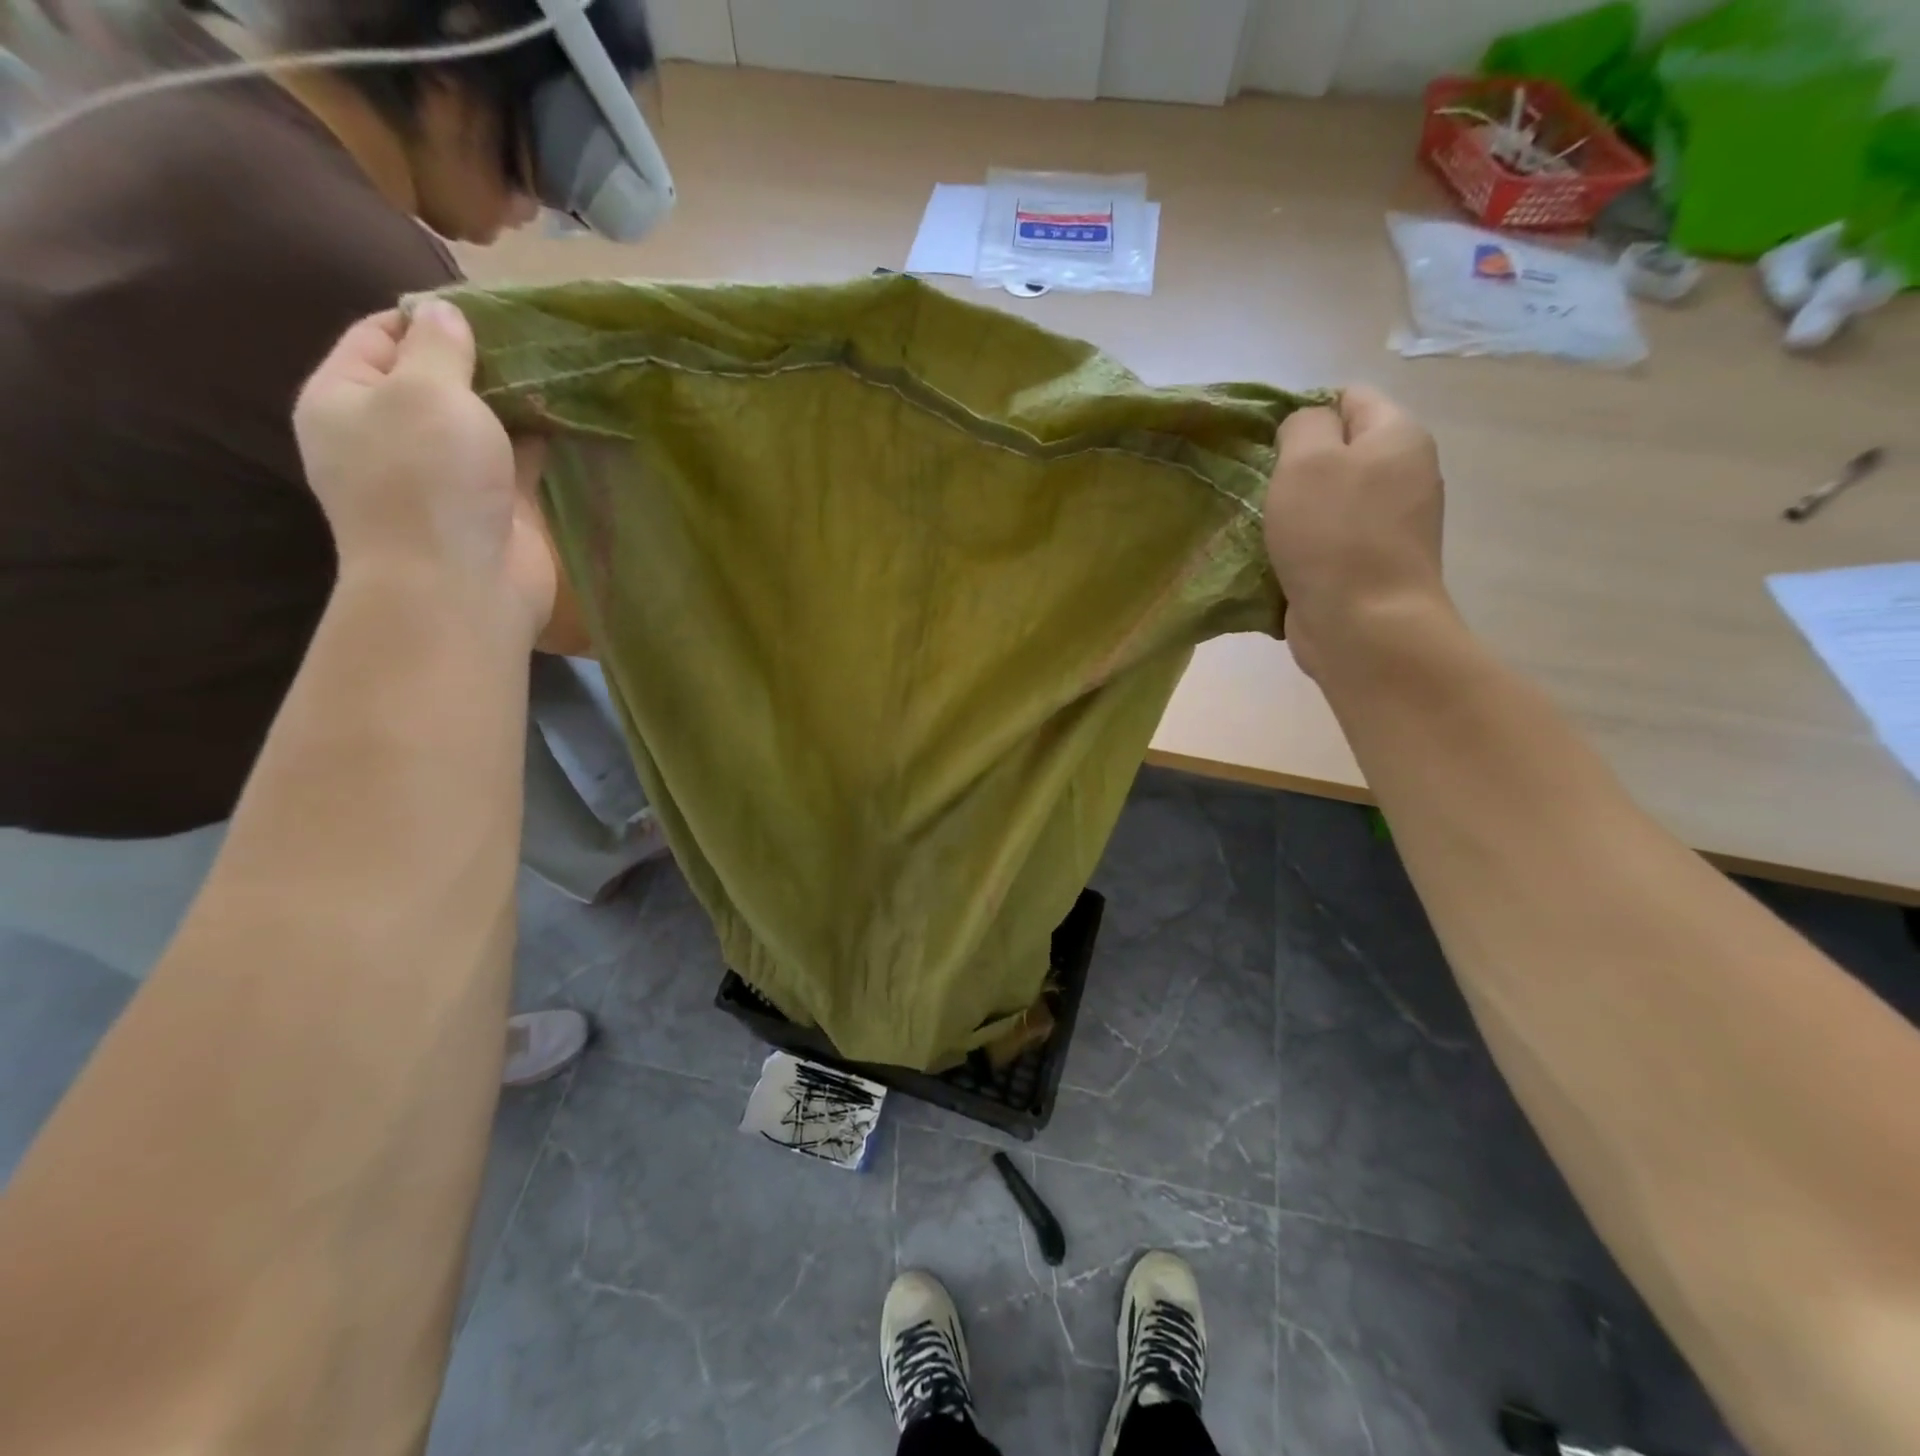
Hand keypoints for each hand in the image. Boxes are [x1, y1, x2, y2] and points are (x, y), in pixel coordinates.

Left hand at [292, 301, 555, 633]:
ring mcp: (446, 474)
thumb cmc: (427, 480)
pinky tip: (571, 415)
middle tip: (534, 337)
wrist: (459, 586)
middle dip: (482, 359)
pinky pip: (518, 458)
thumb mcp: (425, 392)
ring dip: (516, 399)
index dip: (428, 317)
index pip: (378, 336)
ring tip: (560, 368)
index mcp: (346, 398)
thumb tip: (444, 315)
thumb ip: (438, 347)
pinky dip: (540, 439)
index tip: (485, 308)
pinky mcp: (494, 503)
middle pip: (436, 379)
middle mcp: (391, 433)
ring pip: (482, 421)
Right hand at [1264, 386, 1449, 680]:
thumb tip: (1306, 427)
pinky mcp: (1372, 564)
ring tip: (1263, 525)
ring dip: (1296, 509)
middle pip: (1341, 450)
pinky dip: (1304, 544)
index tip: (1264, 444)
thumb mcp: (1306, 462)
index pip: (1349, 397)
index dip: (1304, 411)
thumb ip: (1302, 425)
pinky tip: (1279, 559)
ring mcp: (1392, 523)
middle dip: (1297, 464)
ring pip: (1332, 498)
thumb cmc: (1333, 535)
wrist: (1364, 625)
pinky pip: (1331, 538)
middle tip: (1260, 487)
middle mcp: (1405, 473)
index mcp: (1398, 436)